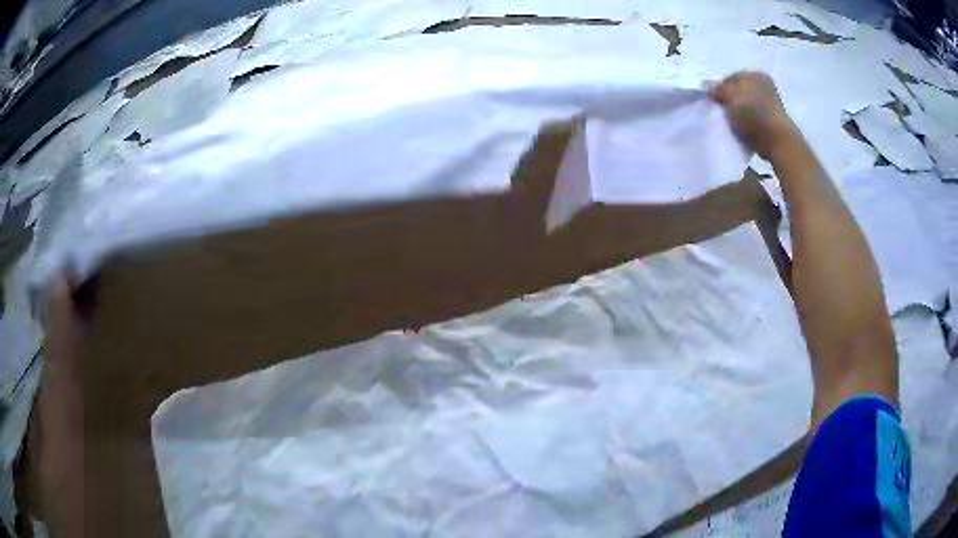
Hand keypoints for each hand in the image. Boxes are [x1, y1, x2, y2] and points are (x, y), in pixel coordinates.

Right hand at [710, 71, 798, 159]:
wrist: (776, 141)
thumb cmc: (753, 113)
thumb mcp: (730, 95)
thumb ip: (718, 89)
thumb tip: (710, 88)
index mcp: (755, 75)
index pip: (730, 78)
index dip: (720, 89)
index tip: (714, 101)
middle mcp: (764, 87)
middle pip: (738, 93)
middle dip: (729, 102)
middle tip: (721, 112)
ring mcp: (770, 106)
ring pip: (745, 107)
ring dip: (737, 114)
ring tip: (730, 124)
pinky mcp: (771, 124)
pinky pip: (752, 121)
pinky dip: (746, 125)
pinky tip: (741, 131)